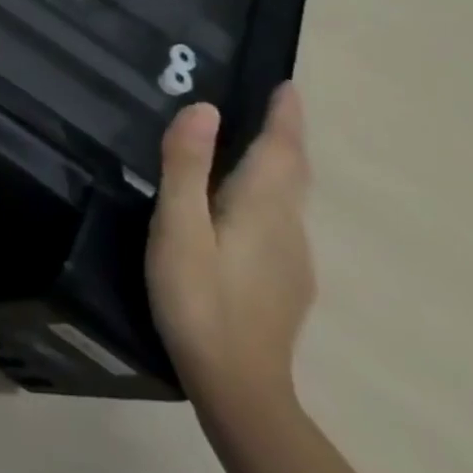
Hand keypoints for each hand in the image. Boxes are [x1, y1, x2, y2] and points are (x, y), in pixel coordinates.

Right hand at [146, 84, 314, 416]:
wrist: (239, 387)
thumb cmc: (198, 297)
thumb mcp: (179, 227)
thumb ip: (187, 166)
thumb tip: (203, 106)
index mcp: (261, 207)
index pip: (281, 149)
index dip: (284, 116)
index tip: (288, 85)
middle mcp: (288, 228)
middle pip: (293, 173)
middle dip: (286, 137)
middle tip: (273, 106)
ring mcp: (293, 261)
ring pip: (289, 200)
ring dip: (279, 167)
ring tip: (254, 148)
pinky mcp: (285, 285)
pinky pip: (281, 223)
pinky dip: (270, 198)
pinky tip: (245, 212)